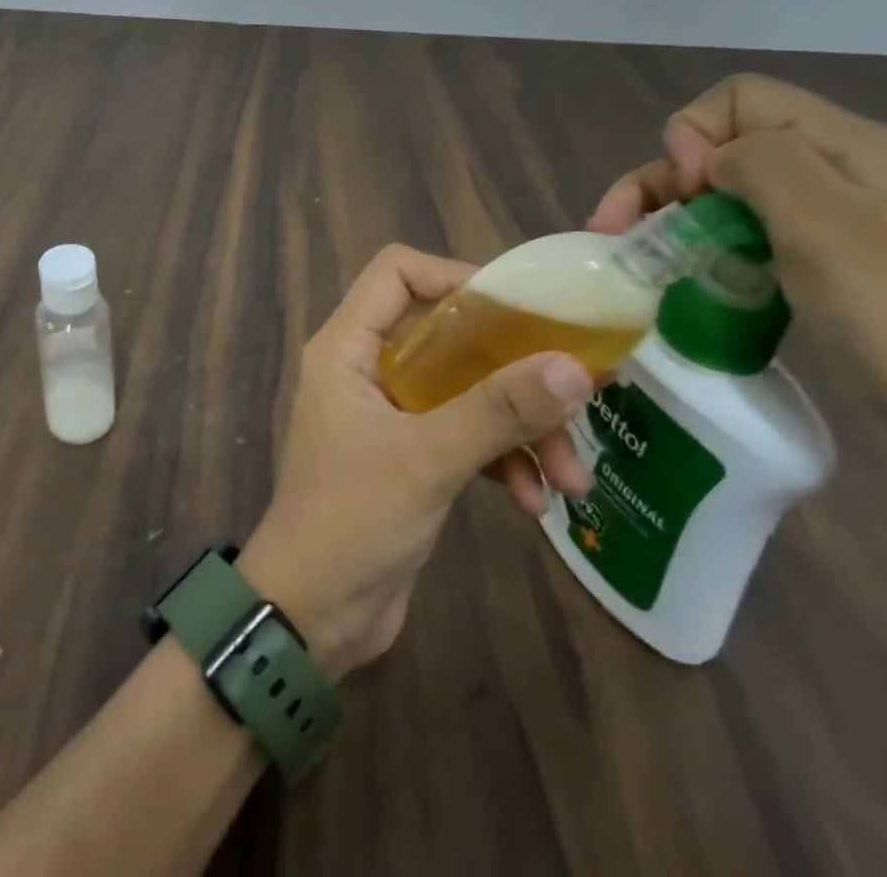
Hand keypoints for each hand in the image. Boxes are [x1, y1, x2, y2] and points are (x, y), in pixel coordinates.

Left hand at [240, 245, 592, 680]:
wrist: (312, 613)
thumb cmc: (352, 519)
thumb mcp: (426, 459)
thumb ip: (496, 409)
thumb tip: (574, 365)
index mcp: (346, 347)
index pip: (396, 273)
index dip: (455, 276)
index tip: (521, 311)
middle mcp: (364, 368)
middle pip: (446, 336)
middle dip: (511, 369)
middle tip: (574, 398)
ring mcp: (388, 413)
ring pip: (464, 390)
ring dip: (519, 425)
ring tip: (570, 479)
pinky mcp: (408, 455)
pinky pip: (464, 434)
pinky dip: (501, 458)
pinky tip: (536, 503)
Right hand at [588, 74, 886, 442]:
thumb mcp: (831, 225)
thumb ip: (760, 162)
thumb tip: (705, 157)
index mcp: (849, 147)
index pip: (739, 99)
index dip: (691, 135)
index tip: (684, 195)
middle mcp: (840, 175)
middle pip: (724, 148)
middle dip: (660, 183)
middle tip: (617, 235)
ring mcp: (835, 227)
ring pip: (727, 197)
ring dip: (672, 221)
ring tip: (638, 264)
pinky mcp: (825, 273)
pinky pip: (745, 241)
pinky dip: (703, 254)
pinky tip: (686, 284)